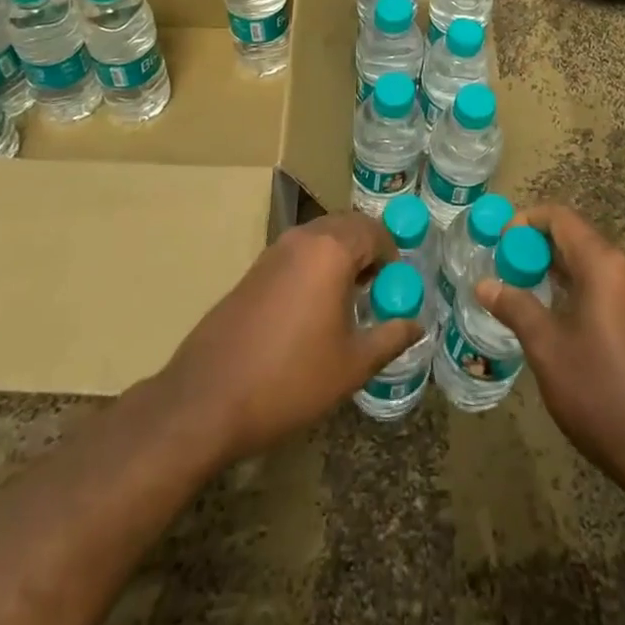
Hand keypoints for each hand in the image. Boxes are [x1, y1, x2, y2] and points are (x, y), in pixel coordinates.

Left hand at [159, 213, 419, 465]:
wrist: (207, 399)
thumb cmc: (290, 380)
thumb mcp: (351, 365)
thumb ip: (390, 338)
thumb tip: (417, 325)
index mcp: (331, 250)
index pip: (375, 231)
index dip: (393, 255)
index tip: (396, 288)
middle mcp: (303, 238)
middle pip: (348, 226)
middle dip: (369, 250)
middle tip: (377, 289)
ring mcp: (273, 251)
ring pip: (320, 238)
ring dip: (341, 257)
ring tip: (348, 301)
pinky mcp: (253, 270)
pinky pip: (298, 253)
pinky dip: (315, 266)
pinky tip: (313, 310)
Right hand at [476, 206, 624, 501]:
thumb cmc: (603, 394)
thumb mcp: (548, 350)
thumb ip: (516, 308)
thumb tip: (484, 283)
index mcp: (604, 265)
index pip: (560, 218)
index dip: (525, 221)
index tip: (497, 243)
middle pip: (576, 238)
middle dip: (536, 248)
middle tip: (503, 272)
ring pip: (591, 265)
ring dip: (556, 272)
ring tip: (522, 295)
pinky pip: (607, 288)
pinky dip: (577, 291)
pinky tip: (558, 322)